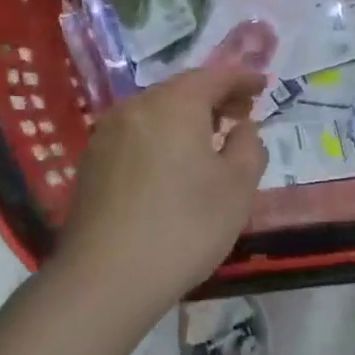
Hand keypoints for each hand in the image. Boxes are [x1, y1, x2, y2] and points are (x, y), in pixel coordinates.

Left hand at [58, 67, 268, 301]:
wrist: (107, 278)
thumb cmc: (186, 226)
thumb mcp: (238, 188)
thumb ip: (248, 147)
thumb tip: (242, 128)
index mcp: (174, 105)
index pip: (214, 76)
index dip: (242, 78)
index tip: (262, 86)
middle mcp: (136, 108)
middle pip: (181, 90)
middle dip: (214, 98)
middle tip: (240, 115)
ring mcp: (107, 134)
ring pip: (155, 112)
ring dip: (185, 119)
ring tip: (209, 141)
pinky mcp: (91, 163)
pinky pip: (136, 135)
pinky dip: (161, 137)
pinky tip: (172, 165)